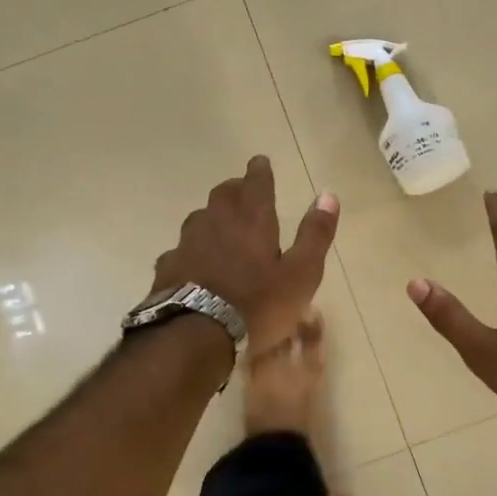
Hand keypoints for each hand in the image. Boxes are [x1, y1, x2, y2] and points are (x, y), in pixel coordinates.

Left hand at [152, 156, 339, 348]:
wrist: (195, 333)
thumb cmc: (257, 304)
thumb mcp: (300, 274)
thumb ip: (314, 235)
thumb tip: (328, 195)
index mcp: (252, 220)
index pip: (256, 183)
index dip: (260, 171)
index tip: (260, 161)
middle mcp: (216, 222)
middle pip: (224, 195)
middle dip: (235, 189)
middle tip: (242, 190)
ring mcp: (187, 243)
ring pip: (200, 218)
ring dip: (212, 216)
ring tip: (219, 225)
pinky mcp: (167, 267)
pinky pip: (181, 249)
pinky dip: (192, 250)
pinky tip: (194, 263)